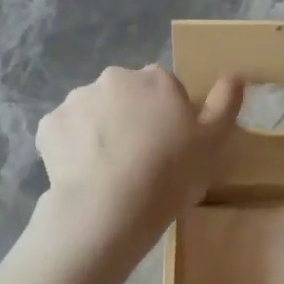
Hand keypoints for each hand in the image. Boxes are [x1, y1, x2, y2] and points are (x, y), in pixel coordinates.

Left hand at [34, 65, 242, 238]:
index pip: (165, 89)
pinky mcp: (49, 125)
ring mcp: (77, 100)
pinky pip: (65, 133)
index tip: (170, 147)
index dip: (168, 117)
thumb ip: (225, 104)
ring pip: (93, 112)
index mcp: (156, 79)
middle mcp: (114, 78)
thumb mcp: (213, 143)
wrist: (109, 208)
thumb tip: (234, 75)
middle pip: (126, 95)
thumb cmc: (170, 174)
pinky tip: (84, 174)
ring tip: (110, 171)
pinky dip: (72, 147)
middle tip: (140, 160)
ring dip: (101, 130)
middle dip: (131, 118)